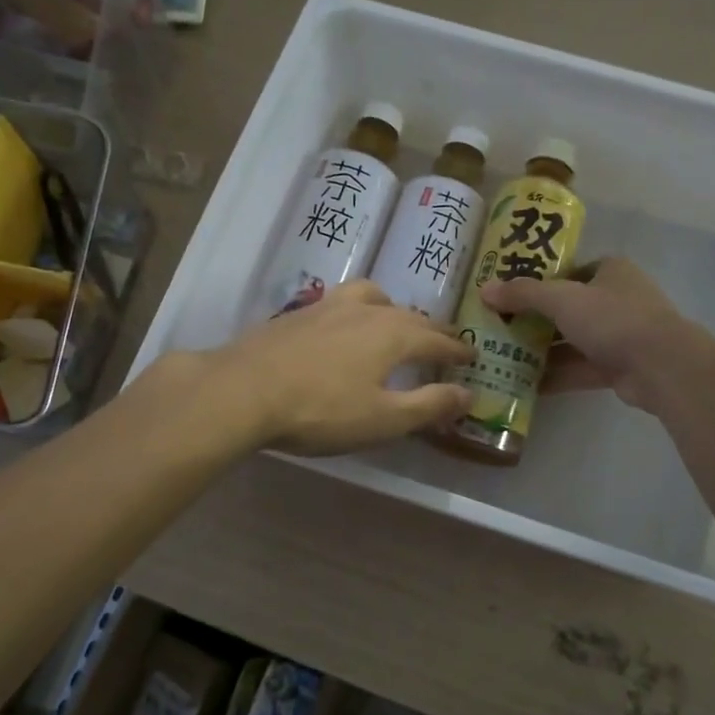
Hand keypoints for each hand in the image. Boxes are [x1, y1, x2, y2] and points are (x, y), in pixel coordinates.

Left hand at [203, 281, 473, 455]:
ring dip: (392, 308)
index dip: (457, 350)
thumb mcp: (384, 419)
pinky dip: (358, 310)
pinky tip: (343, 328)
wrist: (242, 391)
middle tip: (444, 340)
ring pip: (372, 296)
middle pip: (409, 315)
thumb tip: (470, 394)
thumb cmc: (321, 410)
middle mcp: (366, 310)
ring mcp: (328, 307)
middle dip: (431, 329)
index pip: (437, 339)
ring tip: (393, 322)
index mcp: (393, 334)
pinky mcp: (297, 313)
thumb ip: (429, 405)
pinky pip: (341, 302)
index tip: (472, 356)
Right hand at [479, 257, 714, 416]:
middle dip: (534, 319)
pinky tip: (524, 385)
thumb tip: (484, 290)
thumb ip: (523, 294)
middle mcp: (616, 299)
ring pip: (572, 340)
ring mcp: (619, 335)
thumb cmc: (613, 318)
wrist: (662, 366)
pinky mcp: (618, 367)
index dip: (538, 280)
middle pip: (567, 307)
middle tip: (498, 327)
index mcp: (610, 271)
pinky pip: (579, 368)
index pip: (568, 270)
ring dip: (542, 350)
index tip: (508, 294)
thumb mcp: (562, 299)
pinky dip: (556, 375)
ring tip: (503, 357)